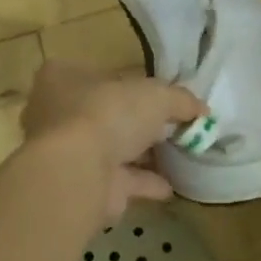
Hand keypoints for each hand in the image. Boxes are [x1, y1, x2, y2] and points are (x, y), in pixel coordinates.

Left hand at [20, 60, 204, 219]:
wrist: (77, 174)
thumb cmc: (108, 114)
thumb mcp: (156, 95)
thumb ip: (180, 99)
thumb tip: (201, 109)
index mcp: (64, 78)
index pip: (99, 74)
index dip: (131, 83)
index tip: (159, 94)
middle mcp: (58, 114)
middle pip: (107, 113)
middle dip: (138, 122)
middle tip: (173, 125)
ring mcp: (68, 154)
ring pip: (112, 149)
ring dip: (142, 154)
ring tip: (177, 155)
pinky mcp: (82, 186)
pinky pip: (119, 181)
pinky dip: (144, 183)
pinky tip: (171, 186)